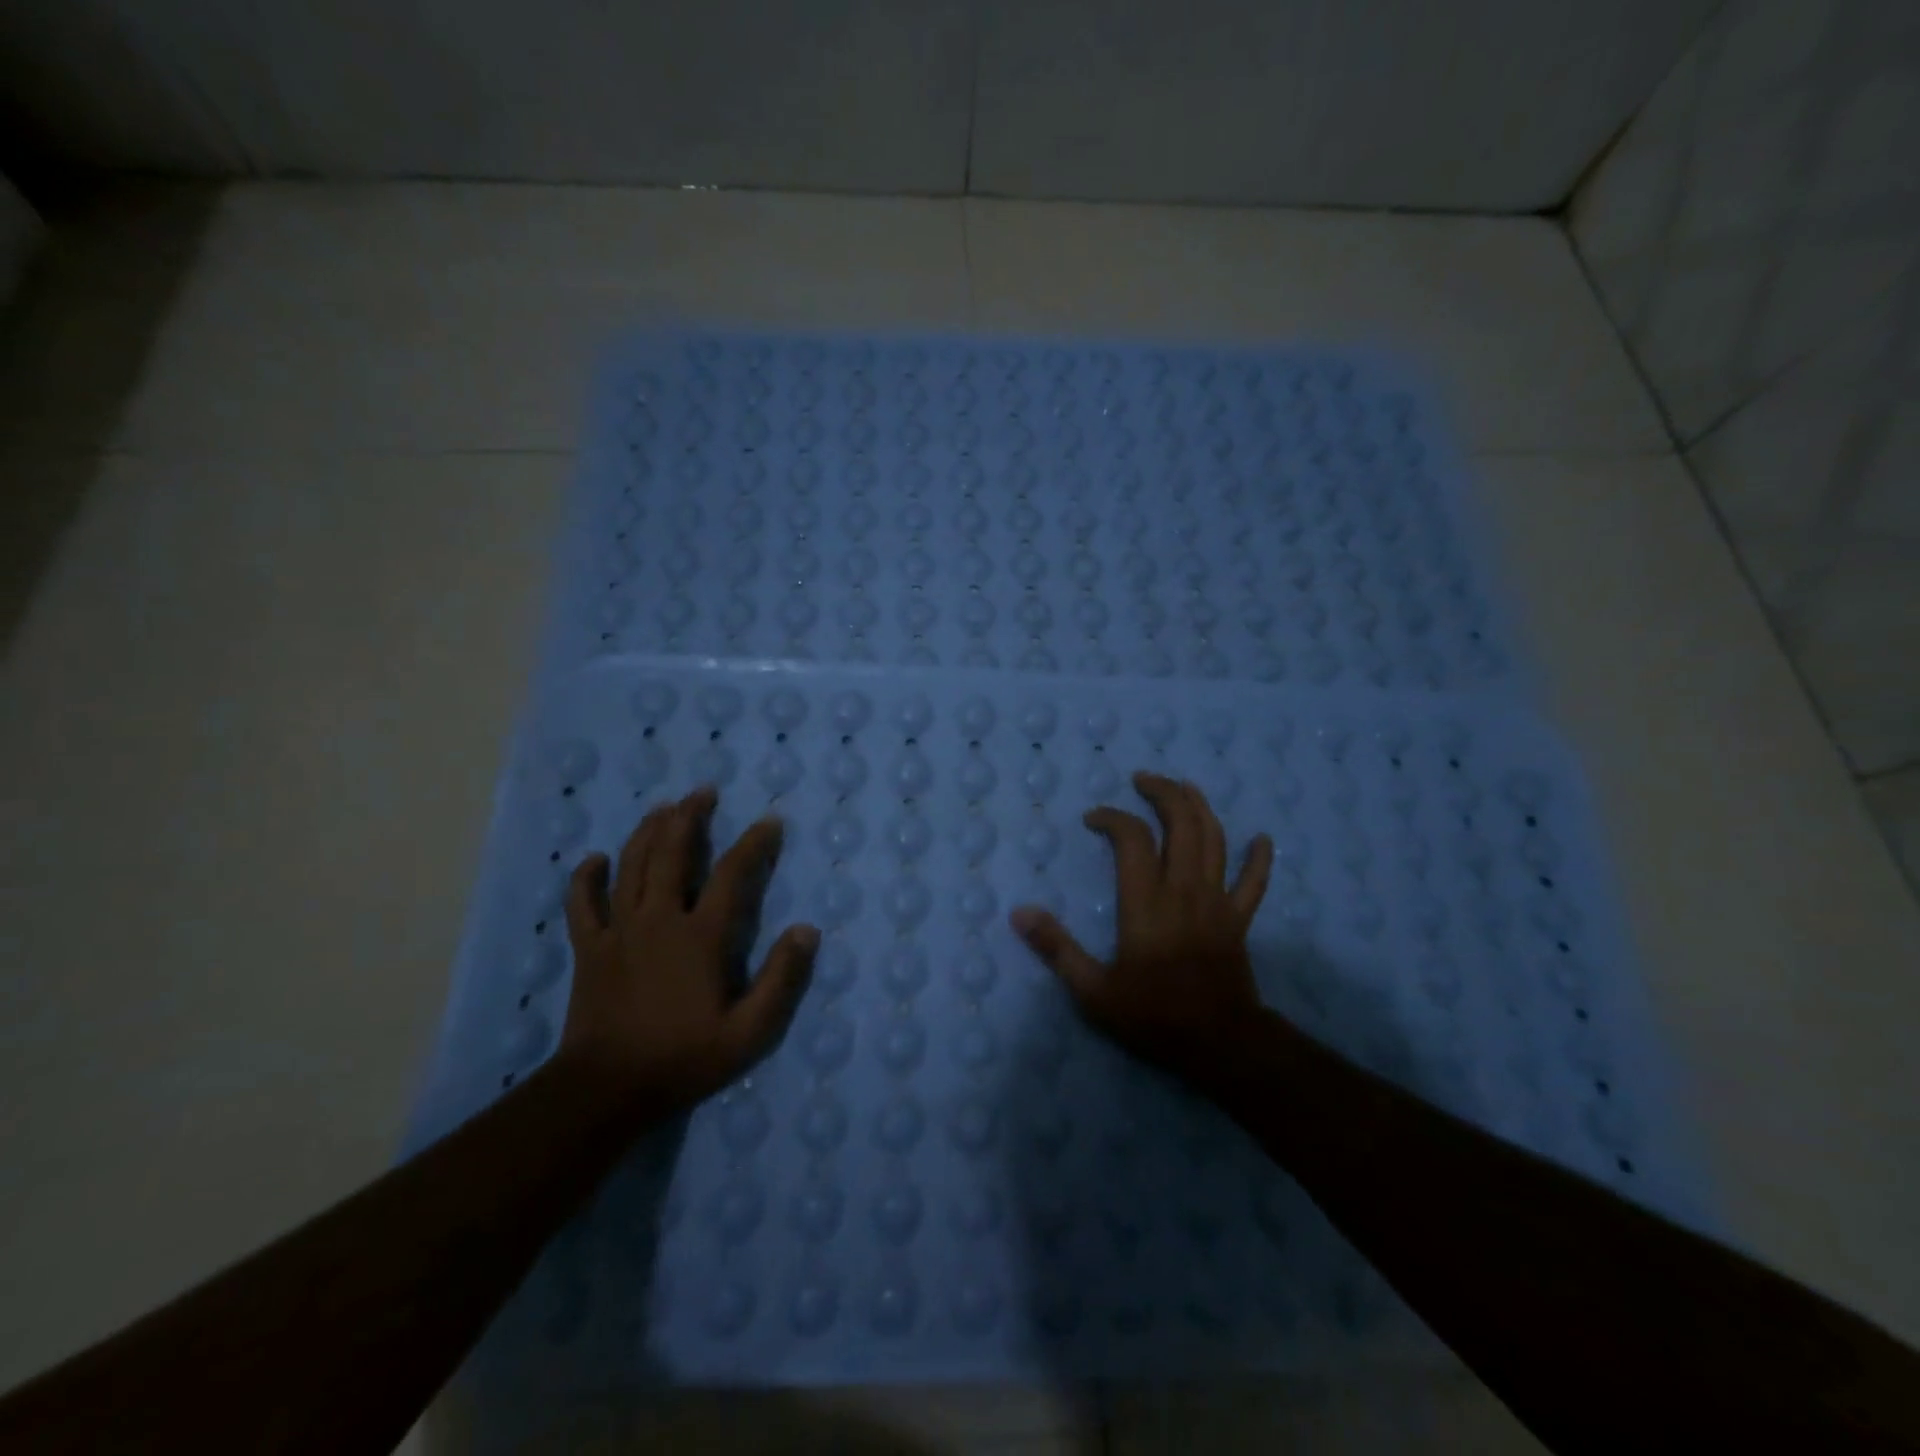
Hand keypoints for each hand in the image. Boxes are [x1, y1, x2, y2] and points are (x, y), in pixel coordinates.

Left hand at [560, 786, 818, 1118]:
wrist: (607, 1090)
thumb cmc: (684, 1058)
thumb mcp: (749, 1032)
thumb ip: (782, 979)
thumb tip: (806, 930)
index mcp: (700, 936)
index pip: (733, 874)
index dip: (754, 843)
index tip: (770, 822)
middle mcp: (659, 920)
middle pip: (673, 854)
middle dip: (690, 817)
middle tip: (703, 792)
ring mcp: (619, 931)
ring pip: (631, 866)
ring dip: (647, 832)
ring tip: (662, 807)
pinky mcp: (589, 949)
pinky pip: (582, 904)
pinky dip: (586, 878)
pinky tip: (594, 860)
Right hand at [1010, 772, 1273, 1091]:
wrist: (1221, 1044)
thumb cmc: (1153, 1016)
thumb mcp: (1093, 991)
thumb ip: (1057, 949)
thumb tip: (1019, 913)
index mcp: (1146, 901)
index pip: (1132, 838)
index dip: (1112, 817)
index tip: (1092, 819)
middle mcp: (1184, 889)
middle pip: (1182, 823)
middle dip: (1164, 793)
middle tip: (1143, 779)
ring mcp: (1217, 902)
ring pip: (1215, 840)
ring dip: (1200, 807)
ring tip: (1185, 788)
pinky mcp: (1239, 920)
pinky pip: (1254, 882)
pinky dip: (1259, 858)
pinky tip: (1262, 839)